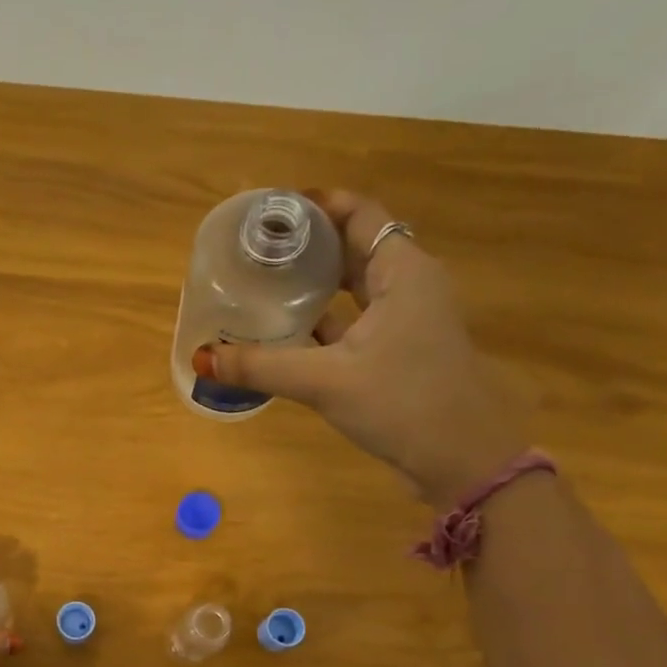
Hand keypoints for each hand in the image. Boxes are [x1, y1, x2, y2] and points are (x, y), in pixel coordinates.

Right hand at [192, 189, 528, 504]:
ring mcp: (407, 321)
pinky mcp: (400, 352)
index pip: (359, 214)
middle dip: (308, 244)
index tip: (270, 211)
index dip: (317, 205)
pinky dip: (324, 320)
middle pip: (354, 247)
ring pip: (354, 287)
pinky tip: (286, 332)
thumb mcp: (326, 382)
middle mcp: (409, 285)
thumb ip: (261, 366)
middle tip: (256, 248)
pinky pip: (355, 321)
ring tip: (263, 283)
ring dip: (314, 284)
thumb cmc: (404, 404)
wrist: (463, 460)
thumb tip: (203, 357)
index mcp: (403, 271)